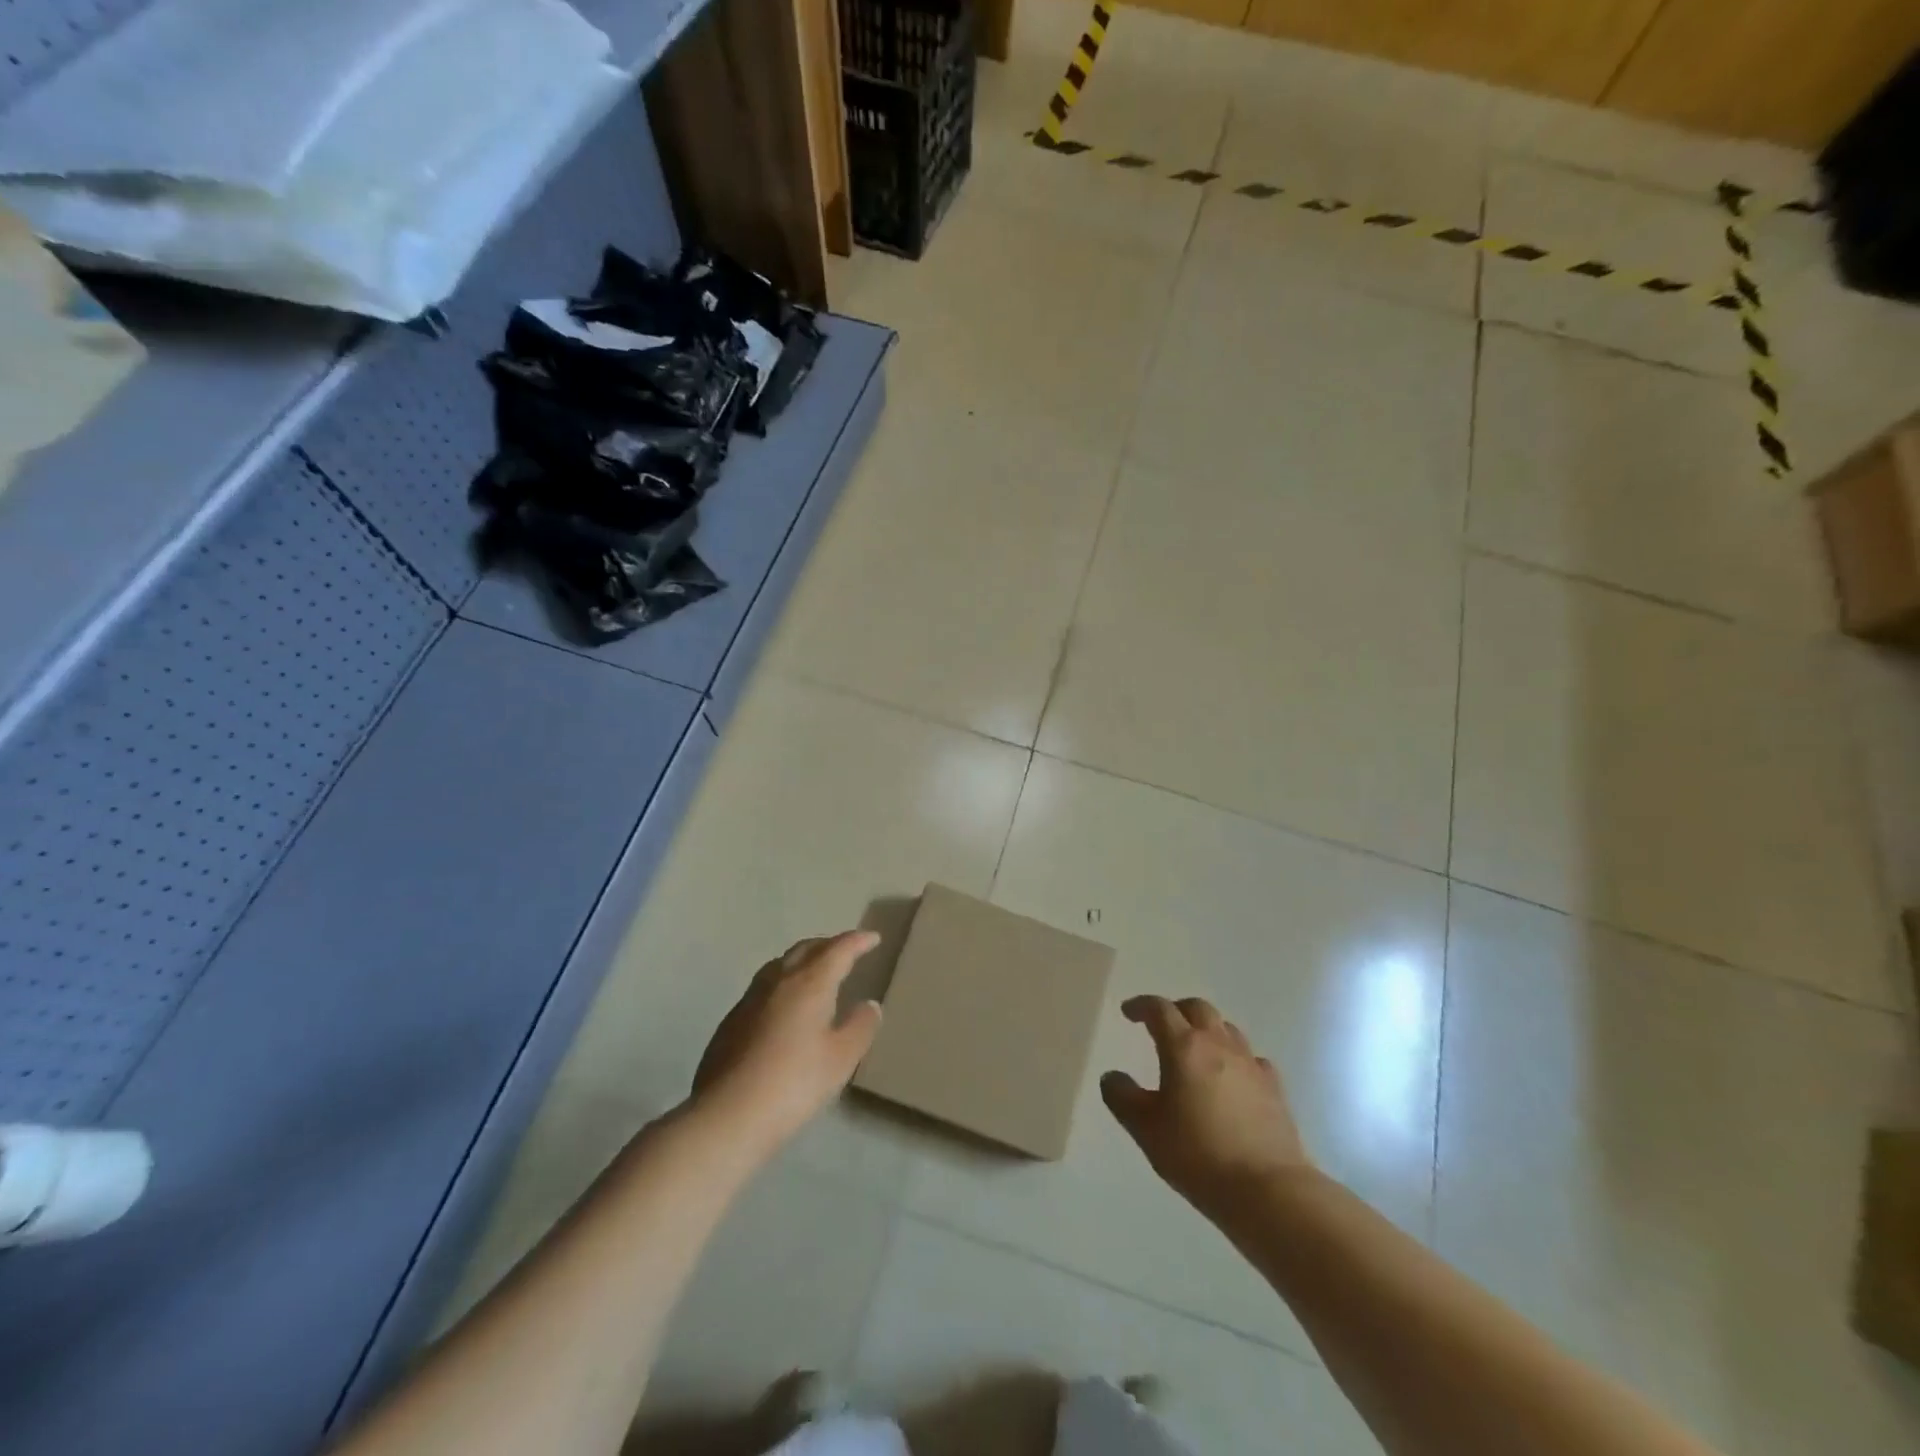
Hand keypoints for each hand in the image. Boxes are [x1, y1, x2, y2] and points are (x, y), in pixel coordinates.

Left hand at [691, 931, 883, 1155]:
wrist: (726, 1115)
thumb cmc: (793, 1083)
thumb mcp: (840, 1059)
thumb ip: (860, 1027)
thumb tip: (869, 1004)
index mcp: (809, 983)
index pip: (838, 950)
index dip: (857, 941)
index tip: (873, 938)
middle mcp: (778, 981)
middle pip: (806, 949)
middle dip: (829, 945)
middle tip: (846, 950)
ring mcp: (750, 999)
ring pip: (780, 964)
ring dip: (803, 960)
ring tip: (816, 972)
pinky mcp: (731, 1021)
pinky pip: (764, 986)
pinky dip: (783, 983)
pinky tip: (784, 1006)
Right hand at [1101, 995, 1313, 1219]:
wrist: (1268, 1189)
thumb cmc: (1198, 1154)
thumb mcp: (1146, 1129)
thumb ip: (1123, 1098)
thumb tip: (1112, 1077)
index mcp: (1184, 1047)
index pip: (1160, 1010)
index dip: (1141, 1006)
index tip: (1128, 1012)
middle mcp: (1218, 1044)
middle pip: (1197, 1009)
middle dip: (1176, 1010)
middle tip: (1162, 1025)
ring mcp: (1250, 1064)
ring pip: (1226, 1029)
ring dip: (1207, 1030)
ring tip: (1195, 1049)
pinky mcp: (1274, 1088)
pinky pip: (1251, 1058)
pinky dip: (1236, 1058)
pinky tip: (1232, 1078)